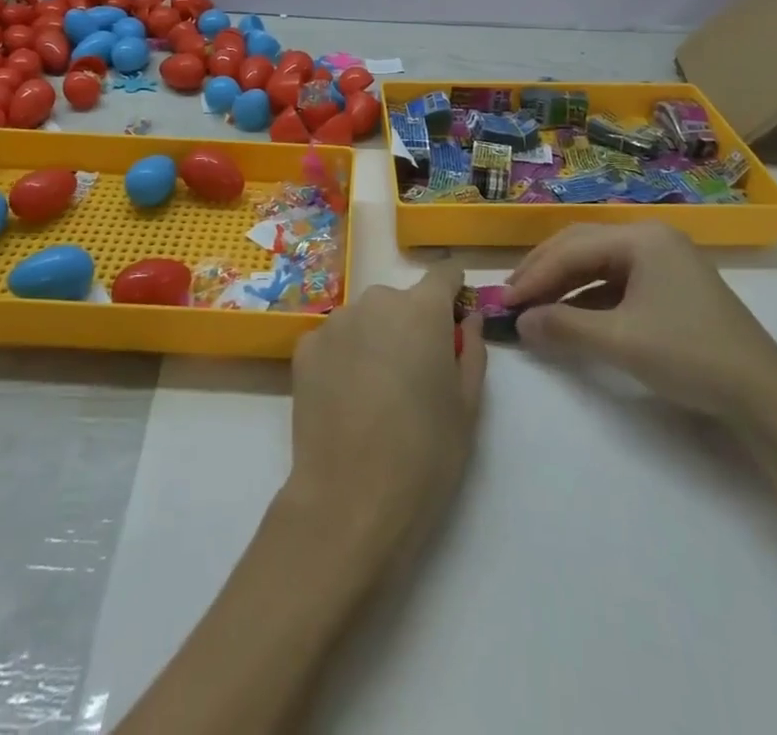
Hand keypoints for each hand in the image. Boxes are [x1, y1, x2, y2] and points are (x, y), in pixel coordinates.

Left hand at [284, 263, 485, 557]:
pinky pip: (335, 341)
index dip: (453, 290)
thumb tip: (467, 317)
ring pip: (366, 320)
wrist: (350, 502)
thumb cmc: (425, 454)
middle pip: (401, 301)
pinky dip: (344, 358)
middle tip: (416, 376)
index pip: (443, 274)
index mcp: (422, 309)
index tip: (456, 312)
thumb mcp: (467, 405)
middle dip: (412, 325)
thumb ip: (471, 348)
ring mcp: (335, 322)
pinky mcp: (305, 348)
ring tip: (378, 394)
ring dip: (376, 340)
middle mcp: (376, 302)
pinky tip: (347, 400)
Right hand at [504, 223, 776, 420]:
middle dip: (544, 272)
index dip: (534, 275)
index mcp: (642, 238)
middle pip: (582, 246)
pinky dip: (588, 297)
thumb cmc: (690, 355)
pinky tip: (571, 316)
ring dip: (564, 284)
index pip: (572, 249)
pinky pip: (617, 281)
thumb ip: (564, 328)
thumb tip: (519, 323)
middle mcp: (651, 238)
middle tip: (511, 297)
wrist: (765, 396)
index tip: (503, 301)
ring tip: (534, 306)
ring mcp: (664, 261)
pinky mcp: (670, 286)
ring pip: (598, 264)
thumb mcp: (620, 342)